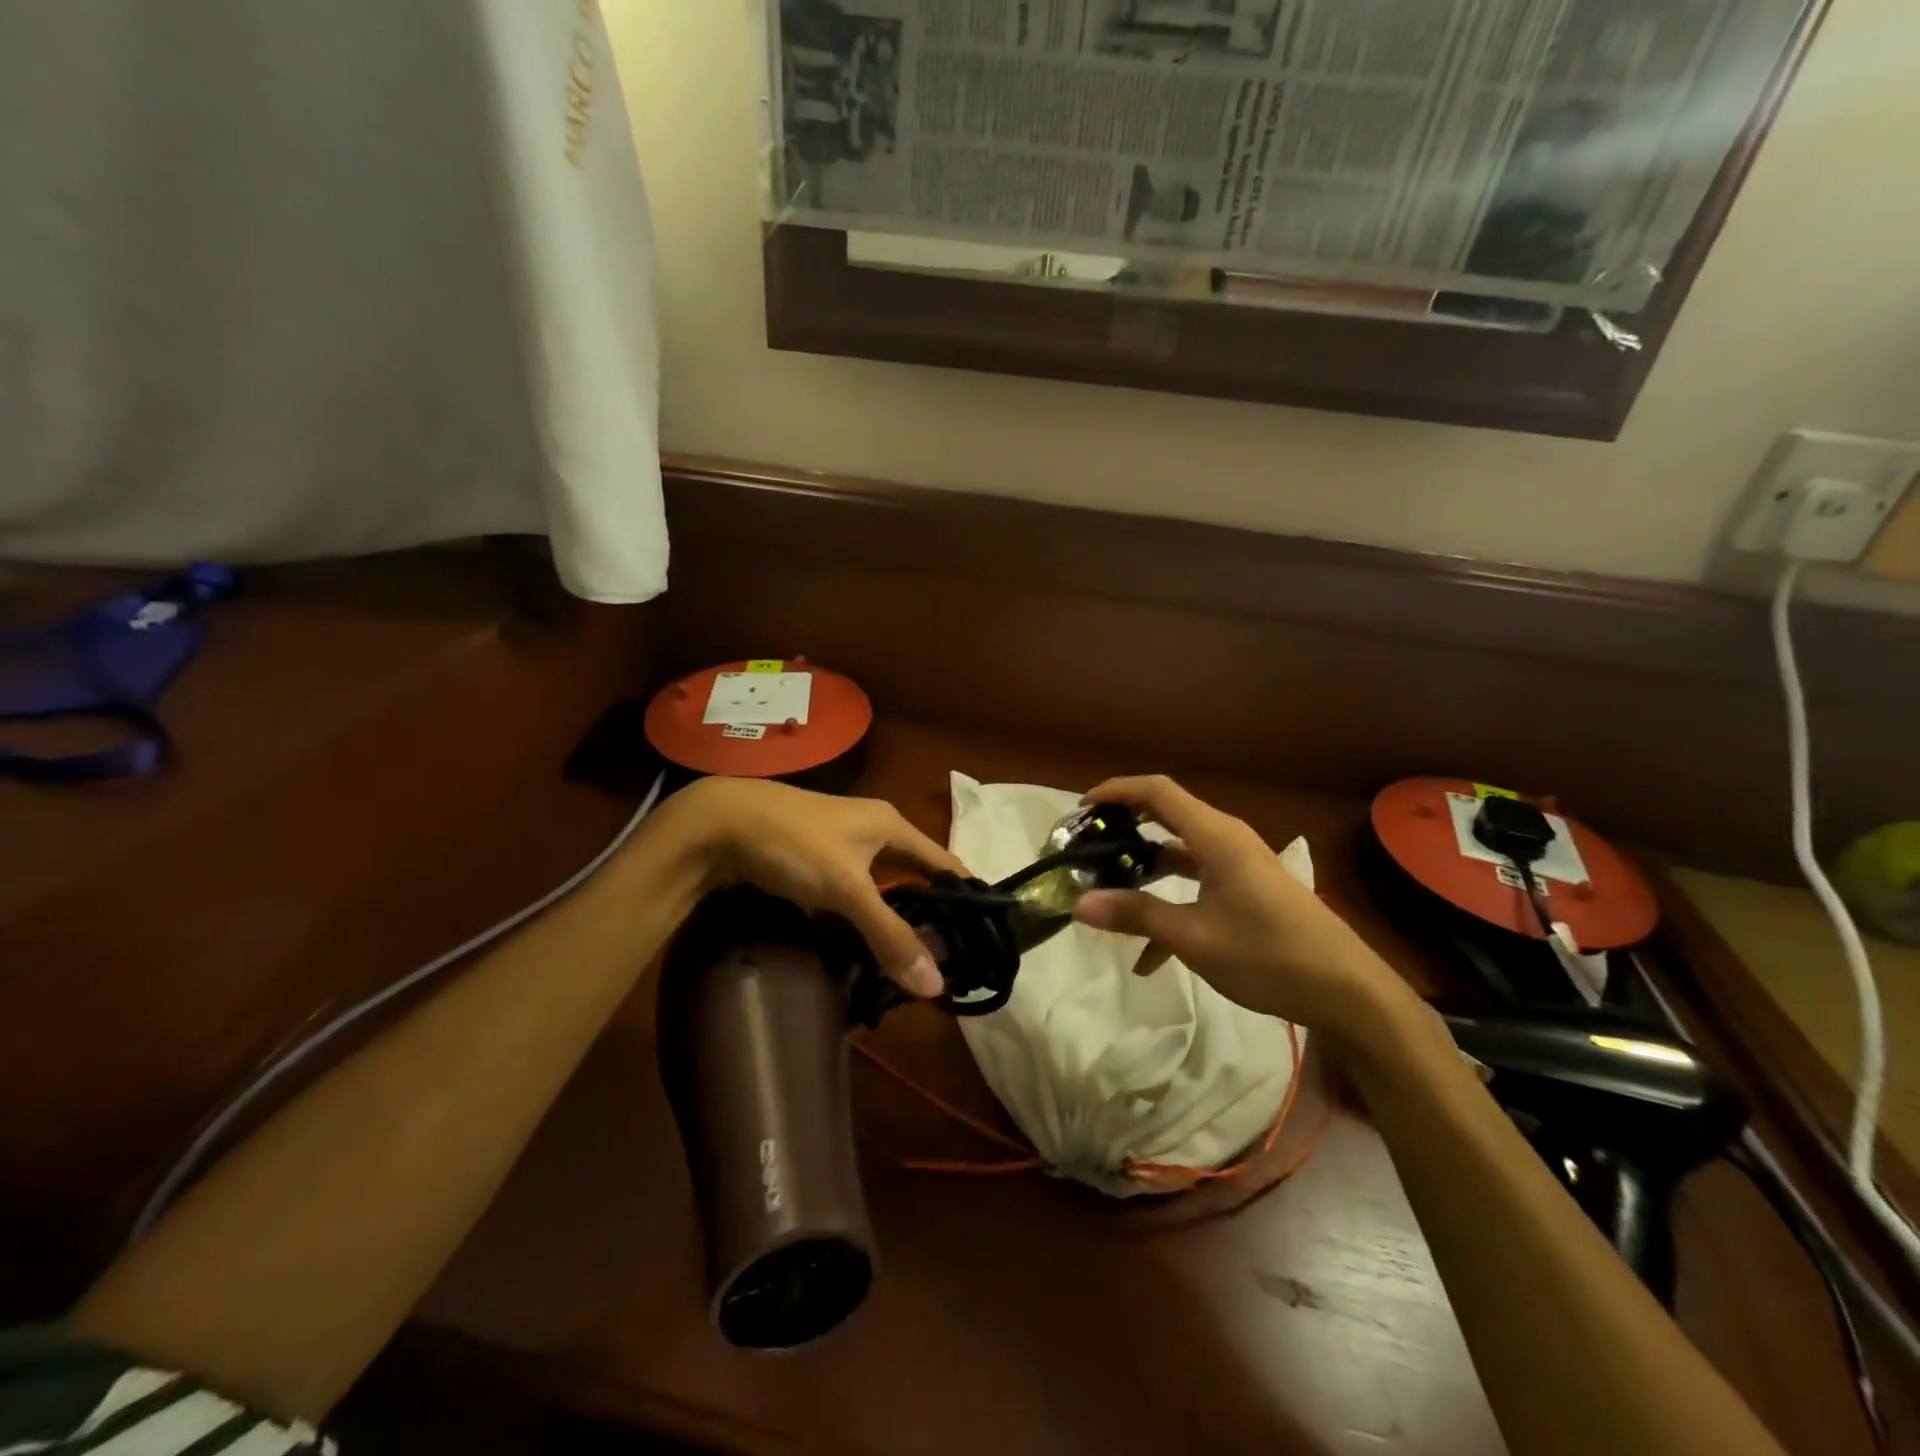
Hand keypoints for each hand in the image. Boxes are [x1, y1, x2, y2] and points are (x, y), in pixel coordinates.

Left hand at [666, 777, 963, 996]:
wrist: (720, 823)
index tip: (984, 929)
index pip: (943, 861)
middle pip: (913, 873)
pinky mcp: (812, 859)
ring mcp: (840, 844)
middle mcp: (872, 829)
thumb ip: (889, 935)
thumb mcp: (847, 889)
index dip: (965, 891)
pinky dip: (860, 915)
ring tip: (910, 955)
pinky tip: (861, 942)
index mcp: (891, 826)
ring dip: (893, 915)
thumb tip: (936, 985)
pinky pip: (851, 891)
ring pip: (880, 884)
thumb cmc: (796, 844)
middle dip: (929, 910)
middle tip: (946, 954)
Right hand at [1071, 775, 1414, 1040]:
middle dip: (1123, 828)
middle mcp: (1225, 840)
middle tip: (1085, 846)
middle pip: (1165, 816)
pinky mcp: (1245, 890)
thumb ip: (1136, 916)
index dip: (1116, 791)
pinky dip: (1168, 904)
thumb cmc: (1269, 954)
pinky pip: (1196, 884)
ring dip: (1143, 868)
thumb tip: (1079, 905)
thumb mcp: (1195, 938)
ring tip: (1105, 890)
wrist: (1347, 992)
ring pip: (1178, 852)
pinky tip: (1147, 956)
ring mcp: (1237, 866)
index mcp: (1215, 836)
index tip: (1081, 809)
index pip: (1157, 792)